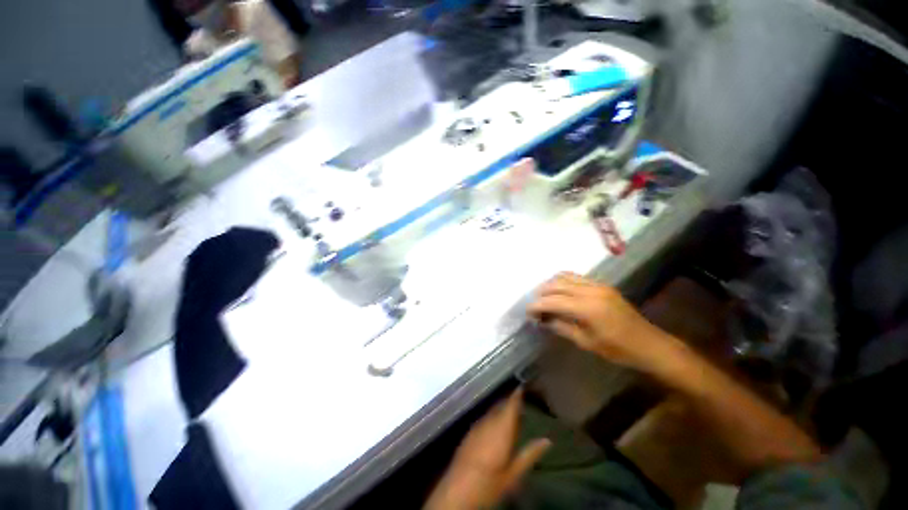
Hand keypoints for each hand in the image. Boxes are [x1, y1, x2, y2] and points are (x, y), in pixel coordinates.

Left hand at [425, 389, 550, 509]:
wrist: (458, 490)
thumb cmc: (490, 483)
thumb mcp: (514, 473)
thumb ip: (530, 454)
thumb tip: (547, 440)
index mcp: (501, 429)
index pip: (510, 404)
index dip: (516, 394)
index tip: (523, 385)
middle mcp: (488, 422)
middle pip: (500, 405)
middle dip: (510, 402)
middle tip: (522, 402)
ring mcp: (477, 426)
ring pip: (492, 411)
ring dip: (501, 410)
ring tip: (512, 414)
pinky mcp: (470, 432)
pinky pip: (484, 419)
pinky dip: (492, 418)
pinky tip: (496, 426)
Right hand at [528, 273, 672, 369]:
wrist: (650, 345)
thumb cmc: (618, 350)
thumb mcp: (586, 342)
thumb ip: (561, 327)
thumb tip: (543, 319)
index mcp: (587, 308)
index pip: (553, 300)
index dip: (537, 305)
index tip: (527, 311)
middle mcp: (591, 290)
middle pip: (556, 284)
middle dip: (541, 293)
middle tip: (535, 305)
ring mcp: (598, 285)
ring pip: (565, 277)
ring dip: (551, 285)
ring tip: (545, 298)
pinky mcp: (603, 285)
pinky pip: (576, 277)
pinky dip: (563, 282)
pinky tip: (560, 293)